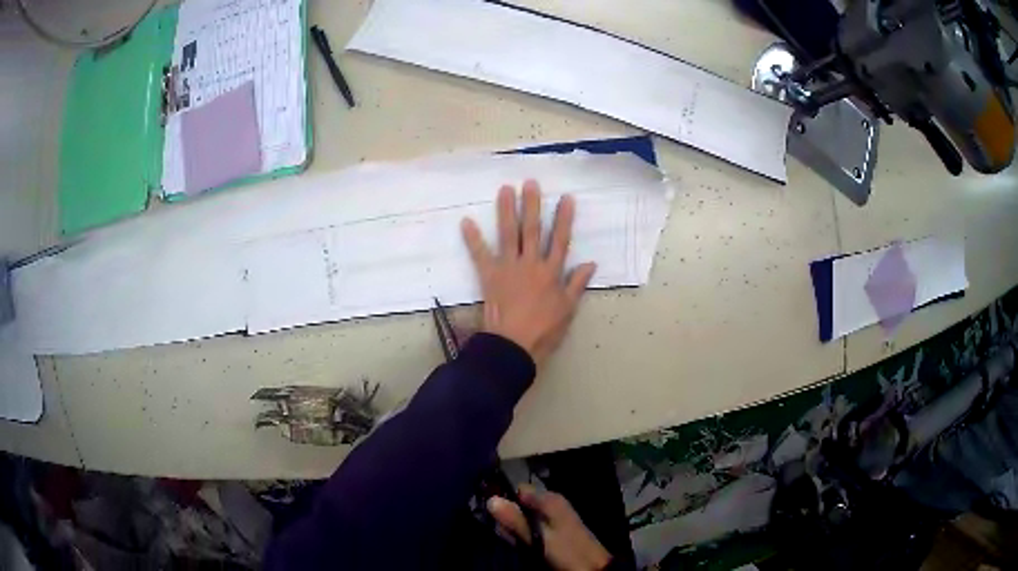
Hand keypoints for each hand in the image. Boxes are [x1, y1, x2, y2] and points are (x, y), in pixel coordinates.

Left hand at [461, 180, 596, 367]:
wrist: (514, 345)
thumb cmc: (544, 330)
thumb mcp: (568, 309)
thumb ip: (577, 284)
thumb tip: (591, 263)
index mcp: (552, 272)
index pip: (561, 239)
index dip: (564, 218)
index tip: (566, 198)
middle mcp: (531, 263)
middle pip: (533, 230)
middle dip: (532, 205)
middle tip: (530, 182)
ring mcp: (509, 268)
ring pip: (509, 234)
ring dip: (506, 210)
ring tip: (505, 189)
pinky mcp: (489, 276)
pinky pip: (480, 254)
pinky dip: (472, 239)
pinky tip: (465, 221)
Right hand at [488, 485, 611, 570]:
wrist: (593, 567)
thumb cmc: (566, 550)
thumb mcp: (538, 537)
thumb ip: (515, 520)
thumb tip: (490, 499)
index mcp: (550, 499)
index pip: (518, 489)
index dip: (503, 499)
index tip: (491, 514)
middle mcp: (551, 503)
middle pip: (520, 503)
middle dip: (509, 516)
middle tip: (502, 532)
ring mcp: (554, 516)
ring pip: (525, 516)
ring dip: (516, 527)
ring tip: (513, 540)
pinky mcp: (554, 529)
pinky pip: (533, 526)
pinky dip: (525, 534)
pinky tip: (523, 544)